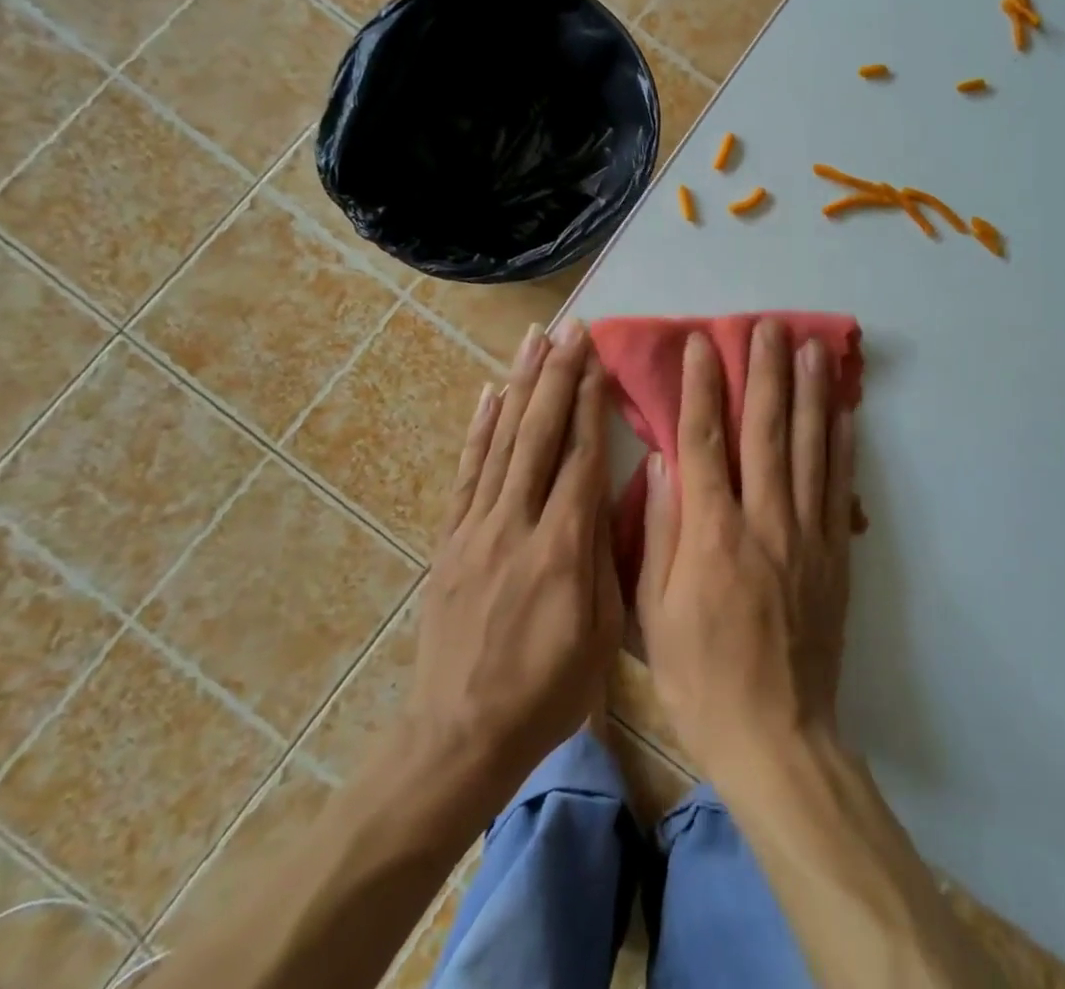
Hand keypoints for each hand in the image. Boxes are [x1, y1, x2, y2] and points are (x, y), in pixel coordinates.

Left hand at [405, 318, 621, 798]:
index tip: (598, 359)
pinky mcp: (451, 538)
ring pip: (502, 441)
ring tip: (534, 340)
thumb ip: (607, 556)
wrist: (460, 735)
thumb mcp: (602, 633)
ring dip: (520, 385)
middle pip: (539, 434)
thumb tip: (613, 494)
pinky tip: (489, 393)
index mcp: (562, 548)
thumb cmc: (548, 691)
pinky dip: (479, 428)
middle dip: (557, 375)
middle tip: (571, 329)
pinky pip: (467, 472)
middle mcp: (516, 523)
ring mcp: (476, 527)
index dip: (590, 403)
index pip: (581, 457)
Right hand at [637, 320, 857, 781]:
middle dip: (764, 372)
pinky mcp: (835, 555)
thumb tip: (664, 463)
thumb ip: (660, 532)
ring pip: (808, 448)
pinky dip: (842, 443)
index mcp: (712, 533)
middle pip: (765, 430)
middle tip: (767, 325)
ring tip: (811, 346)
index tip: (702, 344)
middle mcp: (764, 520)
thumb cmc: (700, 677)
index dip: (701, 387)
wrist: (777, 736)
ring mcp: (806, 534)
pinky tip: (842, 410)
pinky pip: (839, 487)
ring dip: (808, 392)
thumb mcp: (654, 613)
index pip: (704, 441)